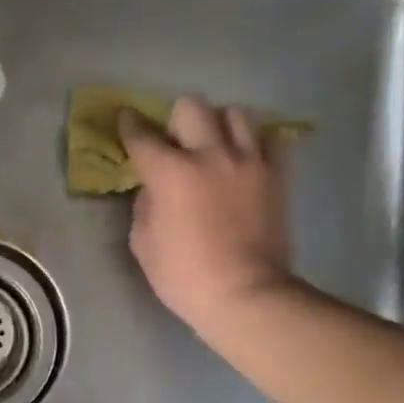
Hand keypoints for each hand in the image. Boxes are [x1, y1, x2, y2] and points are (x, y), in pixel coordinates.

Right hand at [120, 97, 295, 336]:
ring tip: (215, 146)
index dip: (130, 124)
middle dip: (177, 120)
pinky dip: (254, 144)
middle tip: (176, 142)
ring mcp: (248, 162)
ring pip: (235, 114)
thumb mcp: (143, 242)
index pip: (142, 135)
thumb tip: (155, 188)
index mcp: (170, 172)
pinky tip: (244, 160)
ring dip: (219, 125)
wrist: (246, 295)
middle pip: (192, 107)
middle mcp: (210, 155)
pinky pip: (269, 140)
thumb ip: (146, 204)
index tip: (127, 119)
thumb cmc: (184, 276)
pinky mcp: (276, 176)